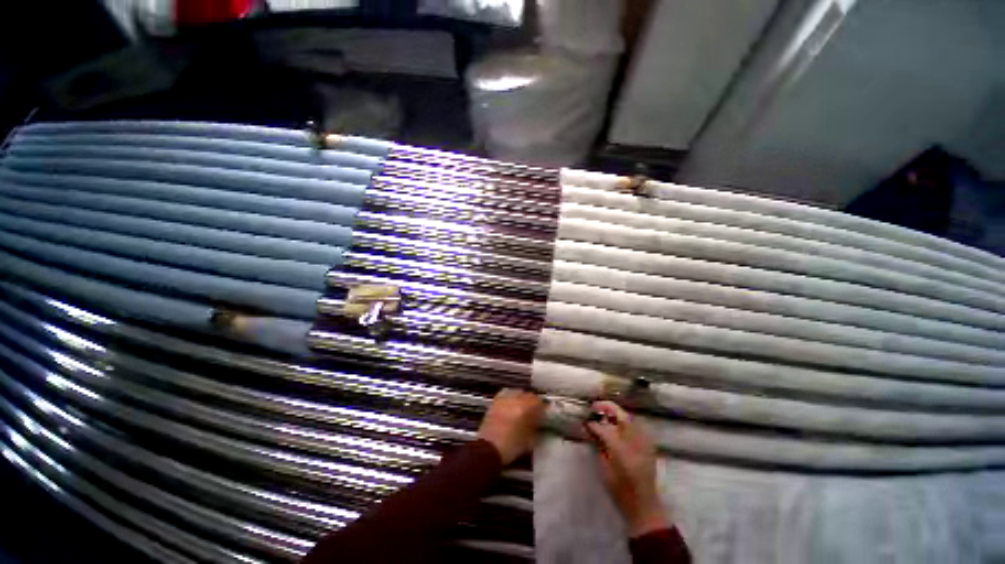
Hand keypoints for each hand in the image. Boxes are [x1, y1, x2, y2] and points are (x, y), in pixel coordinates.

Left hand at [477, 389, 543, 464]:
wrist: (488, 449)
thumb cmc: (511, 447)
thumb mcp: (529, 440)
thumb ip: (536, 426)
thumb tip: (540, 420)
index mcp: (525, 408)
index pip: (538, 401)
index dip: (543, 408)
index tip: (544, 414)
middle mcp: (515, 399)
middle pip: (528, 395)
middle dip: (533, 402)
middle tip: (534, 412)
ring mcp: (504, 399)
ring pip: (518, 392)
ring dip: (522, 398)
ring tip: (522, 407)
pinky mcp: (495, 401)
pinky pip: (506, 393)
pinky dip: (511, 396)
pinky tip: (512, 403)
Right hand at [586, 401, 668, 537]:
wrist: (644, 504)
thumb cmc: (619, 489)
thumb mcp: (604, 467)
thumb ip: (598, 445)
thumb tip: (590, 429)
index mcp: (620, 450)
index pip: (604, 428)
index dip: (593, 423)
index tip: (586, 422)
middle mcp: (634, 442)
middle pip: (621, 416)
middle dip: (607, 408)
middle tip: (595, 407)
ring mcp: (644, 442)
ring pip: (630, 418)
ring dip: (617, 413)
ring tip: (605, 414)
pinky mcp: (650, 445)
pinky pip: (637, 425)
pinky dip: (626, 421)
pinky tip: (618, 424)